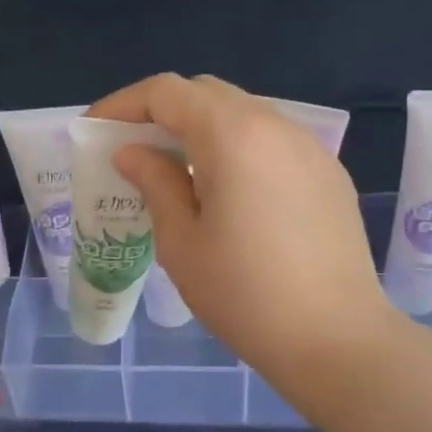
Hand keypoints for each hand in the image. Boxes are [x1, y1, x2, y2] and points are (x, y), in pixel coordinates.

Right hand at [89, 73, 396, 382]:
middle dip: (162, 111)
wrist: (336, 339)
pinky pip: (271, 140)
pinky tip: (226, 190)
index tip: (95, 131)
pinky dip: (236, 147)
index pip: (167, 91)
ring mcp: (309, 147)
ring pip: (242, 113)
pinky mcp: (328, 173)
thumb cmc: (244, 294)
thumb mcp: (181, 242)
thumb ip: (155, 183)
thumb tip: (133, 152)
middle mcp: (275, 125)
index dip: (123, 104)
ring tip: (176, 171)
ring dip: (201, 128)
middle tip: (133, 149)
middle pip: (206, 93)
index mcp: (232, 136)